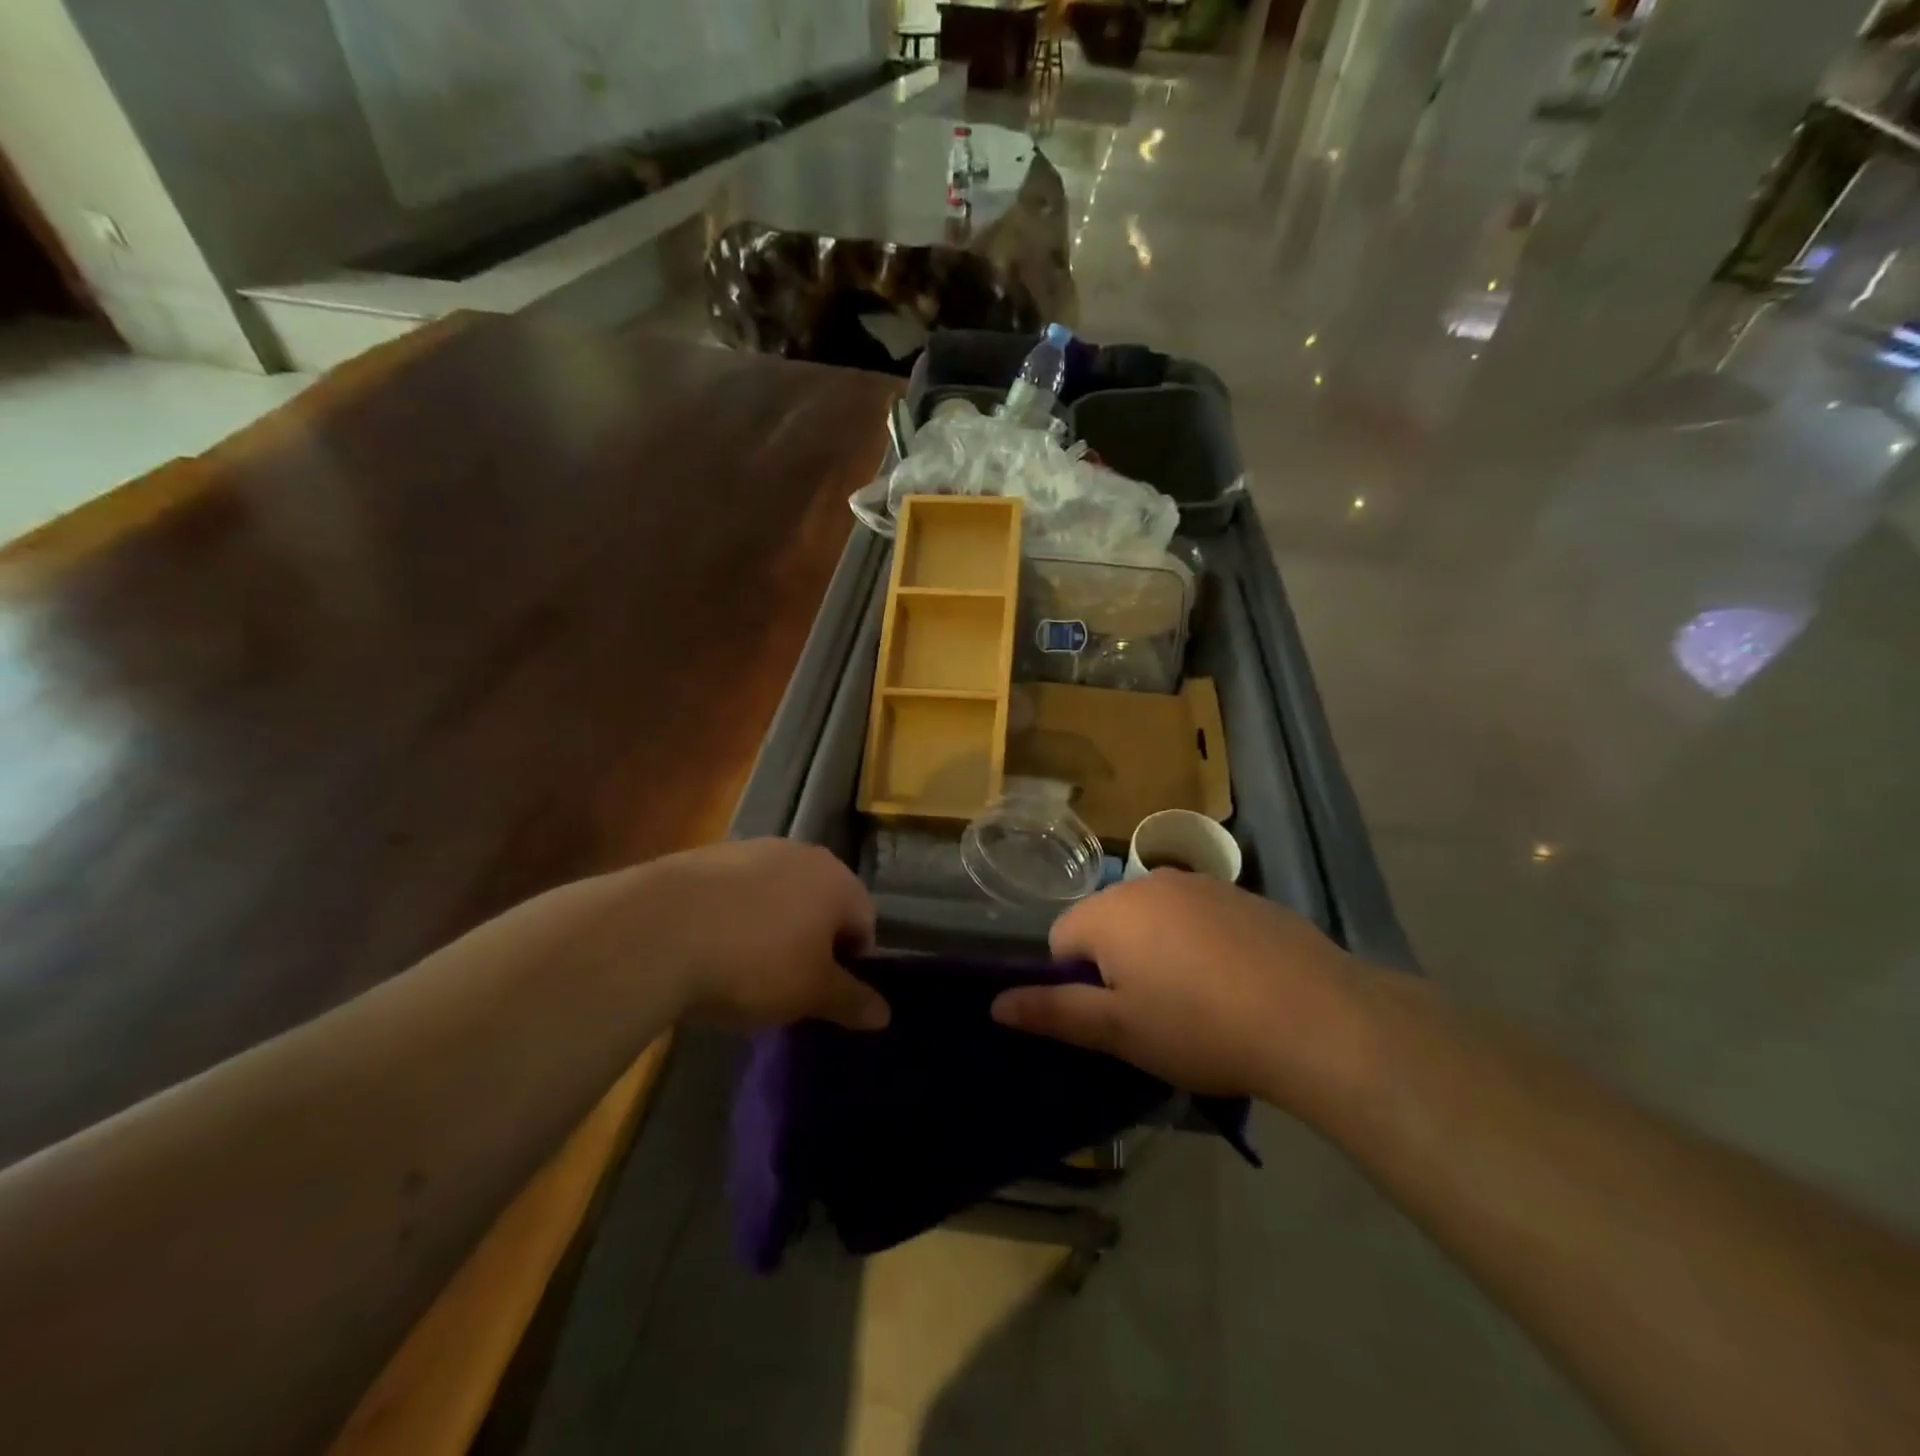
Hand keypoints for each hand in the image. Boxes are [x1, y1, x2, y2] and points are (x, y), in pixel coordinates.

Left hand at [637, 839, 888, 1031]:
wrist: (659, 930)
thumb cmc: (754, 963)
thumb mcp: (810, 993)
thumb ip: (851, 1001)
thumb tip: (885, 1015)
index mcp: (838, 882)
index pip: (865, 922)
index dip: (851, 963)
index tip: (824, 992)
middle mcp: (803, 854)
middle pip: (822, 903)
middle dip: (813, 940)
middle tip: (788, 981)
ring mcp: (755, 849)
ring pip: (779, 894)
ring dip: (774, 925)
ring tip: (744, 965)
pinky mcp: (710, 854)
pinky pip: (739, 889)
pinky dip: (736, 914)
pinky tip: (711, 944)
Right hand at [991, 871, 1371, 1108]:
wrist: (1315, 1016)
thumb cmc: (1200, 1026)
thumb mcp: (1119, 1031)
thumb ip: (1053, 1012)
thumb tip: (996, 1004)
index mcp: (1110, 911)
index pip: (1061, 940)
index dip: (1077, 983)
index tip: (1115, 1019)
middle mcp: (1149, 883)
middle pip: (1107, 923)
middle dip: (1116, 964)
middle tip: (1153, 1015)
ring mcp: (1200, 884)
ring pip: (1154, 919)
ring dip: (1158, 952)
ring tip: (1196, 1002)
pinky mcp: (1242, 894)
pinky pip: (1197, 917)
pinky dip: (1200, 944)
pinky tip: (1234, 983)